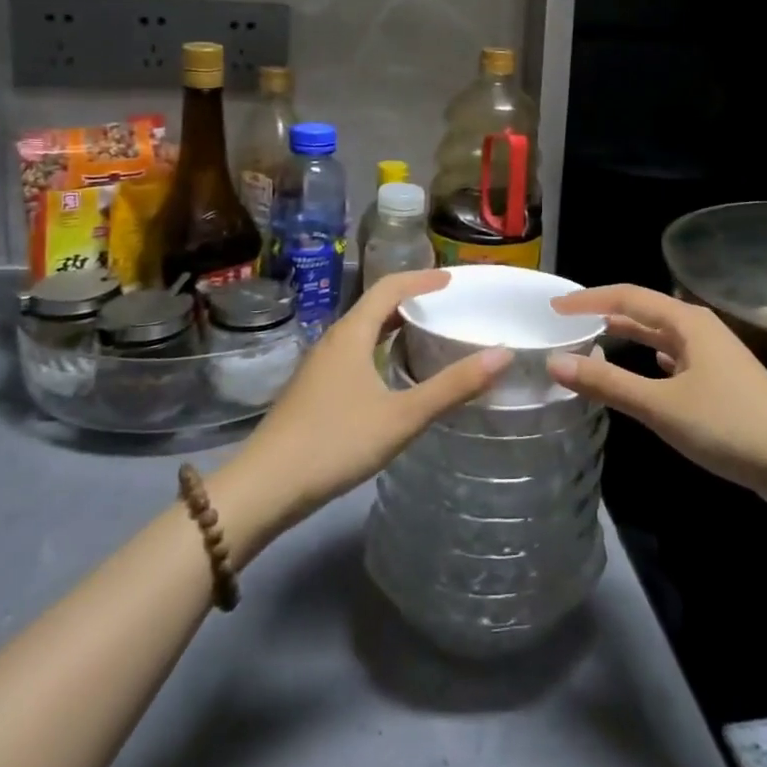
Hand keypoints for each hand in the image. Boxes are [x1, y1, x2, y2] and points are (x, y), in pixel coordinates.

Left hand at [213, 270, 508, 558]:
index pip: (390, 287)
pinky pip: (354, 352)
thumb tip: (502, 354)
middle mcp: (334, 340)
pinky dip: (380, 349)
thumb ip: (452, 387)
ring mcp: (320, 366)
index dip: (422, 279)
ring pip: (363, 331)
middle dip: (411, 299)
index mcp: (352, 333)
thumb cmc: (335, 442)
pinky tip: (392, 376)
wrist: (264, 487)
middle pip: (375, 305)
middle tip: (446, 305)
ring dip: (394, 325)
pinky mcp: (313, 390)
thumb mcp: (402, 417)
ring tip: (426, 334)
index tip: (453, 279)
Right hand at [546, 285, 766, 510]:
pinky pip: (674, 359)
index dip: (588, 300)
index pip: (626, 297)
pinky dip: (650, 359)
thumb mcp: (661, 406)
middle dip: (605, 314)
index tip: (553, 309)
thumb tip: (555, 363)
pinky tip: (644, 368)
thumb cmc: (730, 426)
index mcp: (685, 321)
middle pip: (643, 312)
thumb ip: (608, 384)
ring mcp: (713, 355)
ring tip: (593, 342)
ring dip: (628, 337)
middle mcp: (698, 329)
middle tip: (567, 325)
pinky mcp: (722, 382)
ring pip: (659, 336)